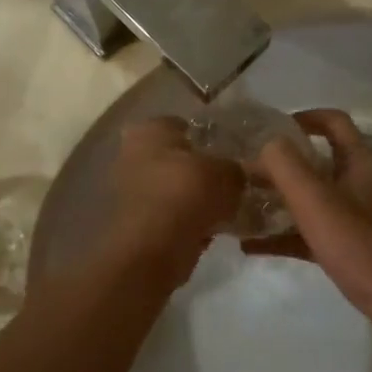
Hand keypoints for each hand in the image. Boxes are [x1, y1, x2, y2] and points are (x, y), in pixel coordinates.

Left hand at [95, 117, 243, 288]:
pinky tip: (215, 228)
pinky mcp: (137, 222)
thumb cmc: (187, 193)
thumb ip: (236, 169)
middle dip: (201, 169)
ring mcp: (131, 190)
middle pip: (177, 158)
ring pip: (174, 188)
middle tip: (231, 179)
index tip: (230, 150)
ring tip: (228, 206)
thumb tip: (240, 174)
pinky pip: (172, 215)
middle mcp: (133, 154)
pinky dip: (189, 220)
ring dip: (195, 197)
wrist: (155, 248)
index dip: (208, 135)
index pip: (182, 124)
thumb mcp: (227, 174)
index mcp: (150, 131)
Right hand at [247, 110, 371, 325]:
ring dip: (278, 200)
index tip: (270, 127)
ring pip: (311, 199)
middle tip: (245, 170)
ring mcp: (356, 216)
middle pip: (317, 161)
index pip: (333, 121)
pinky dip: (283, 235)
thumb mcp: (315, 198)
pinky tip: (251, 246)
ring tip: (240, 205)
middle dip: (281, 164)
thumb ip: (286, 165)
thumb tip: (265, 144)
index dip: (304, 117)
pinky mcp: (349, 246)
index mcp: (359, 161)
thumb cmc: (358, 241)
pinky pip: (310, 232)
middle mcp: (360, 182)